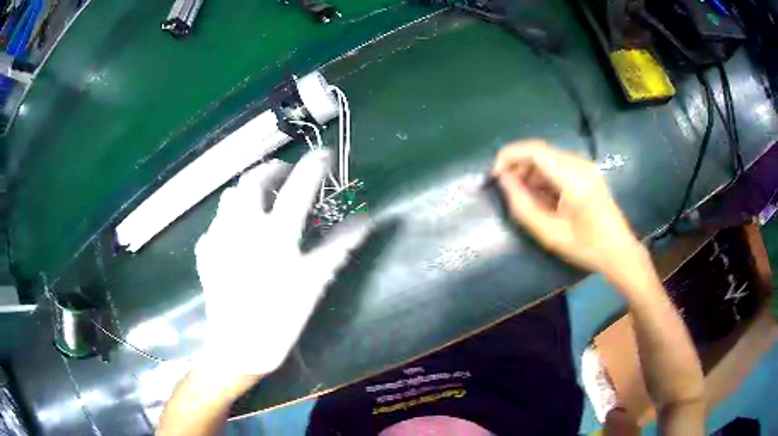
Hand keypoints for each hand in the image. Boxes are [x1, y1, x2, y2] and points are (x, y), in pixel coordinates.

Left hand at [195, 150, 368, 374]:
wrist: (237, 347)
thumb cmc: (279, 318)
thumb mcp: (314, 284)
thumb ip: (338, 248)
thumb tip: (366, 220)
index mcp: (273, 234)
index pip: (298, 187)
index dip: (314, 166)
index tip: (325, 154)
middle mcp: (242, 226)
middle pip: (253, 180)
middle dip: (273, 169)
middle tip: (286, 175)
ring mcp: (219, 237)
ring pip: (230, 196)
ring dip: (248, 190)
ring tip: (261, 199)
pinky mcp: (206, 251)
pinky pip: (217, 222)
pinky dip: (230, 217)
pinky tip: (237, 233)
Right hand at [493, 140, 645, 279]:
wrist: (619, 251)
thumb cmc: (586, 247)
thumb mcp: (550, 233)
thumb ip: (523, 205)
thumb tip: (504, 180)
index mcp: (573, 178)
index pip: (535, 150)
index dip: (509, 156)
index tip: (495, 174)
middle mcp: (580, 164)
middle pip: (540, 150)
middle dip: (518, 164)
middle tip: (506, 187)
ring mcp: (585, 166)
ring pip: (548, 156)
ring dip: (530, 170)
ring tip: (522, 194)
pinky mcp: (587, 171)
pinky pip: (558, 164)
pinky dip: (543, 175)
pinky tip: (540, 195)